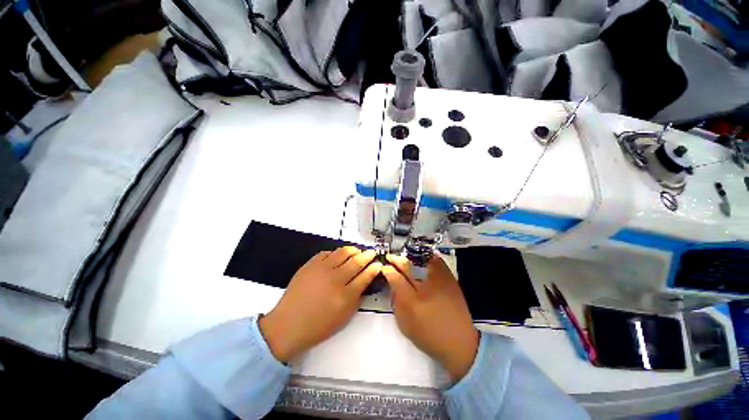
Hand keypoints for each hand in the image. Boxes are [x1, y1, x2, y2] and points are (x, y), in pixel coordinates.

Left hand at [259, 247, 380, 361]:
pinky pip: (326, 252)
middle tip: (372, 253)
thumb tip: (364, 281)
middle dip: (367, 255)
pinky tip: (338, 256)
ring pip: (343, 252)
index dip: (374, 268)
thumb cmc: (318, 326)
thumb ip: (357, 297)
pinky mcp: (310, 265)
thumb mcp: (344, 316)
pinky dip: (335, 252)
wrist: (288, 324)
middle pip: (357, 261)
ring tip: (357, 251)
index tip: (378, 264)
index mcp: (345, 295)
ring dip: (353, 250)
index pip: (365, 276)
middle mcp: (335, 279)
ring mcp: (322, 269)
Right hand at [382, 254, 478, 381]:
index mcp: (411, 302)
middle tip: (391, 257)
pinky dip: (429, 256)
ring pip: (421, 260)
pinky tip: (423, 256)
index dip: (388, 270)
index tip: (385, 267)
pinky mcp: (450, 280)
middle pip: (406, 266)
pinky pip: (438, 261)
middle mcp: (424, 288)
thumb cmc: (429, 336)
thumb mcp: (405, 325)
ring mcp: (439, 281)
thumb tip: (392, 285)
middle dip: (396, 259)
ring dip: (410, 256)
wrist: (460, 342)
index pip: (395, 278)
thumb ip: (396, 303)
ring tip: (405, 255)